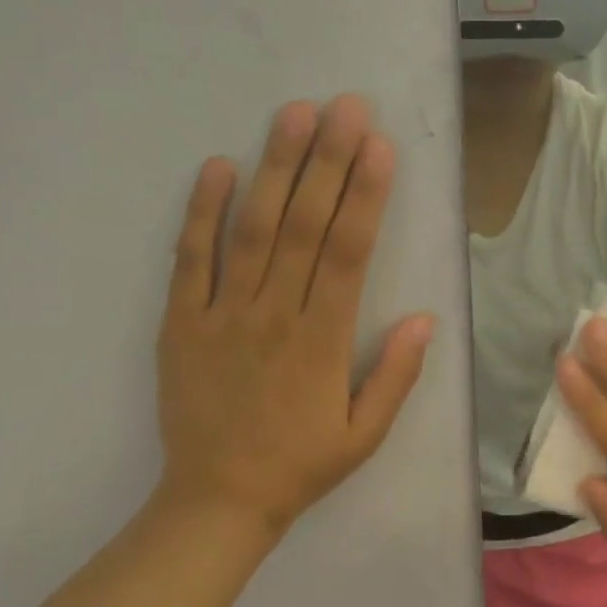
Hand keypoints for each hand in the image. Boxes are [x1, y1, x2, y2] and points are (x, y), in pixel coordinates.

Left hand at [154, 95, 433, 537]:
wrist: (218, 500)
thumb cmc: (301, 466)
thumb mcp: (365, 436)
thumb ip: (395, 375)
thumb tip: (424, 316)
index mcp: (323, 343)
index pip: (348, 254)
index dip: (366, 197)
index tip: (380, 147)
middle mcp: (274, 316)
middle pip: (303, 227)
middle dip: (328, 163)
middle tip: (346, 106)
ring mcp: (223, 316)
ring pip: (251, 230)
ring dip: (275, 170)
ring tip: (294, 116)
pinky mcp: (182, 323)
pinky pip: (190, 260)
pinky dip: (202, 212)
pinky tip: (218, 166)